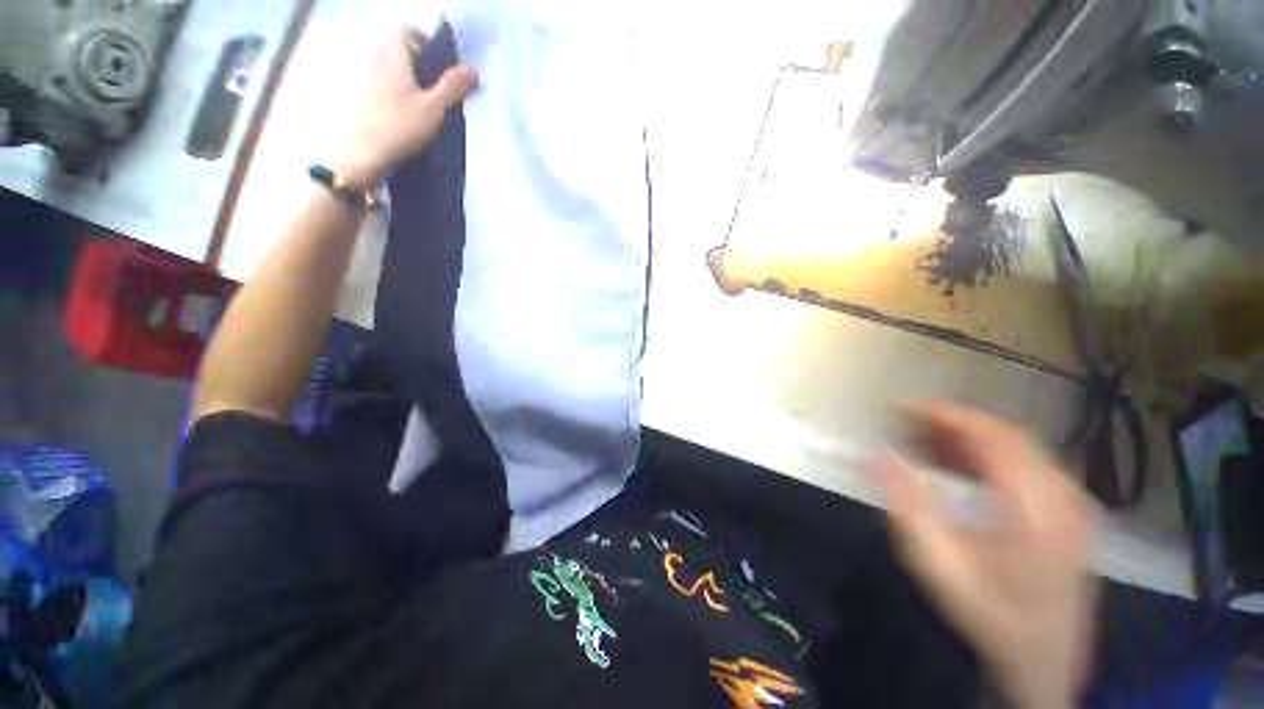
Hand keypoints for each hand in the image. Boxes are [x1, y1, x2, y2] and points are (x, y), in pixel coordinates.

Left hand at [335, 29, 476, 185]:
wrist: (364, 154)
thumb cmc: (401, 126)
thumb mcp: (434, 108)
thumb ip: (453, 86)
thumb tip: (475, 69)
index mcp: (393, 54)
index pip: (409, 31)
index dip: (427, 43)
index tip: (441, 67)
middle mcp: (375, 57)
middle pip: (399, 48)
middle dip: (419, 63)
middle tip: (436, 88)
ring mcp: (364, 76)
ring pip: (389, 66)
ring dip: (406, 78)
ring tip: (422, 104)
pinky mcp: (359, 96)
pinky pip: (380, 82)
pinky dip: (394, 91)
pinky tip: (404, 113)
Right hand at [878, 403, 1098, 708]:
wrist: (1044, 662)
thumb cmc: (990, 616)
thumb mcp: (939, 566)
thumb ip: (908, 506)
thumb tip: (877, 455)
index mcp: (1036, 508)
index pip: (992, 436)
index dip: (945, 414)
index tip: (901, 407)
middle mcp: (1063, 495)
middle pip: (1007, 435)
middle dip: (952, 422)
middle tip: (905, 422)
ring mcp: (1072, 503)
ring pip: (1017, 447)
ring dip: (968, 438)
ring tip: (922, 441)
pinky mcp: (1070, 512)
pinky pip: (1026, 465)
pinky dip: (987, 456)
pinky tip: (957, 467)